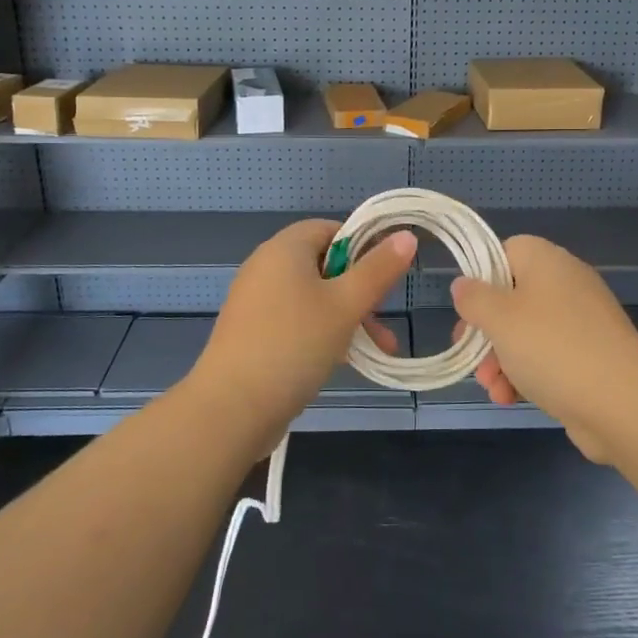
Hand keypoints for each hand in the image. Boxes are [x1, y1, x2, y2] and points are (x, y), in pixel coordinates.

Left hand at [193, 219, 416, 448]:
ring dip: (346, 317)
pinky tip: (343, 361)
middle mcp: (266, 267)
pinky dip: (321, 333)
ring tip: (377, 348)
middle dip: (359, 289)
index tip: (385, 274)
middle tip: (382, 315)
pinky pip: (295, 321)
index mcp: (285, 248)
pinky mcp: (251, 333)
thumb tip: (405, 235)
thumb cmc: (294, 344)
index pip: (330, 228)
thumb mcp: (346, 304)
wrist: (231, 409)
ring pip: (312, 297)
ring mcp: (255, 301)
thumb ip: (378, 269)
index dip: (363, 245)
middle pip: (323, 264)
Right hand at [450, 235, 637, 462]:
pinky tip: (511, 399)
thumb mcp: (499, 318)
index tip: (468, 308)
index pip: (505, 251)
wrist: (622, 402)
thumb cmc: (552, 347)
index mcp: (547, 261)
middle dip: (486, 332)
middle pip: (512, 297)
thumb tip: (464, 285)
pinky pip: (548, 357)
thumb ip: (474, 298)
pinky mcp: (591, 356)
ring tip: (492, 389)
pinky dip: (527, 375)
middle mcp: (566, 283)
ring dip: (501, 360)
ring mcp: (581, 322)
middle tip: (470, 356)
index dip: (481, 277)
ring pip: (526, 333)